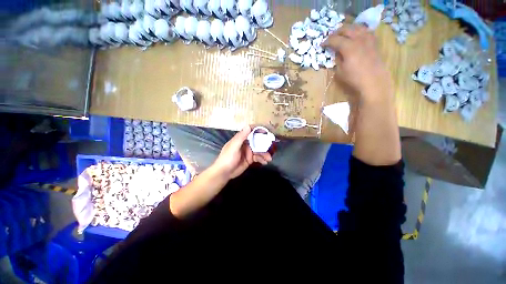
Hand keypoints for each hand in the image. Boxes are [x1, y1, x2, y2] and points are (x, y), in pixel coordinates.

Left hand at [211, 125, 271, 179]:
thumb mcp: (234, 147)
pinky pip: (258, 157)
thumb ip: (241, 137)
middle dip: (265, 144)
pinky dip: (262, 159)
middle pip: (257, 141)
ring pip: (259, 150)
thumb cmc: (227, 158)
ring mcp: (248, 152)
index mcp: (241, 139)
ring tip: (269, 159)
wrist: (224, 173)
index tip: (268, 131)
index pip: (251, 131)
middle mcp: (246, 144)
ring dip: (265, 154)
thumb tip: (248, 126)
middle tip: (273, 146)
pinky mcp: (250, 159)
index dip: (259, 130)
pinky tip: (265, 162)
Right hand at [322, 24, 393, 101]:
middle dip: (336, 32)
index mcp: (348, 47)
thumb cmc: (354, 78)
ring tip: (342, 34)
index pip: (335, 39)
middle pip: (346, 29)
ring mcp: (367, 39)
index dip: (327, 41)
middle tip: (331, 38)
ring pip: (356, 27)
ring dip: (348, 29)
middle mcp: (358, 39)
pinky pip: (366, 30)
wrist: (373, 80)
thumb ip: (337, 59)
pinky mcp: (373, 42)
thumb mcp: (340, 71)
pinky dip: (359, 30)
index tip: (322, 44)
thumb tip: (336, 52)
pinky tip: (356, 35)